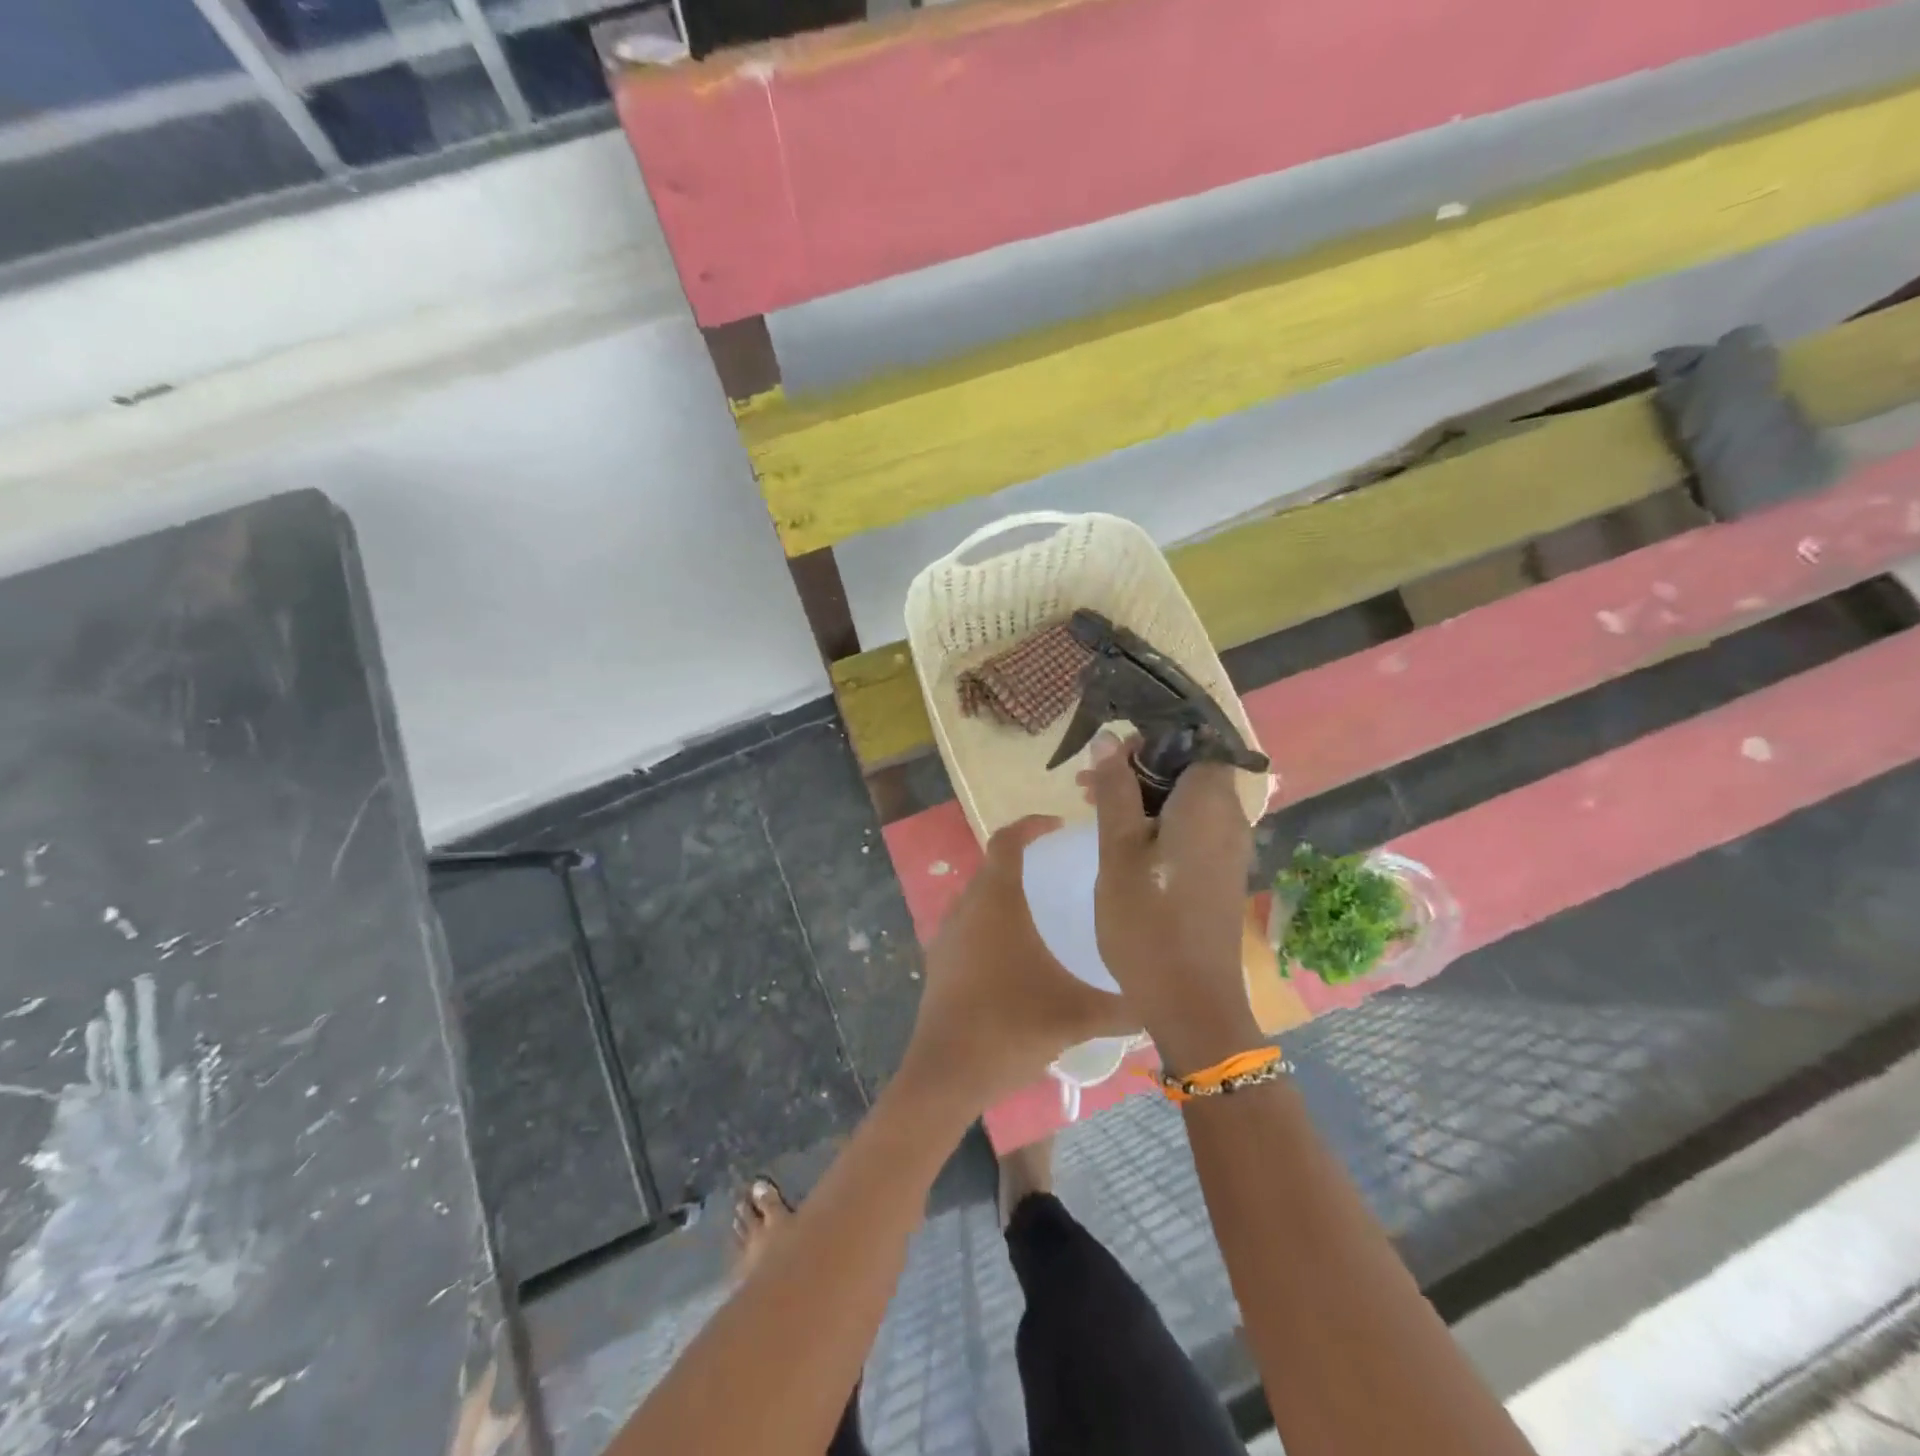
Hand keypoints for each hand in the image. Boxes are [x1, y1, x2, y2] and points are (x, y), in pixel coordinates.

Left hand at [896, 815, 1136, 1116]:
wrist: (946, 1074)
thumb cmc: (1010, 1028)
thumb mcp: (1077, 1016)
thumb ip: (1124, 1006)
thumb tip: (1162, 1001)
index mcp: (996, 902)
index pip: (1007, 840)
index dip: (1031, 825)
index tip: (1058, 826)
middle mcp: (966, 907)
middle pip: (993, 865)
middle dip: (1024, 859)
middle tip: (1061, 869)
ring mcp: (947, 934)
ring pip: (978, 896)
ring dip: (1006, 891)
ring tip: (1043, 908)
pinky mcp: (939, 960)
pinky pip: (968, 923)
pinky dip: (991, 921)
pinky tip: (1016, 952)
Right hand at [1079, 734, 1261, 1074]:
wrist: (1191, 1000)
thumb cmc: (1147, 920)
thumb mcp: (1117, 849)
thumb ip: (1114, 789)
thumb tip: (1108, 739)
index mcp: (1208, 802)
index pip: (1194, 741)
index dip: (1151, 740)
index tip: (1111, 755)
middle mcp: (1230, 816)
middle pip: (1189, 768)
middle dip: (1139, 767)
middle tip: (1088, 784)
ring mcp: (1230, 846)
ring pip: (1187, 799)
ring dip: (1144, 796)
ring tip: (1096, 809)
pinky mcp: (1222, 871)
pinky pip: (1193, 826)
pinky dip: (1160, 821)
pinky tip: (1124, 841)